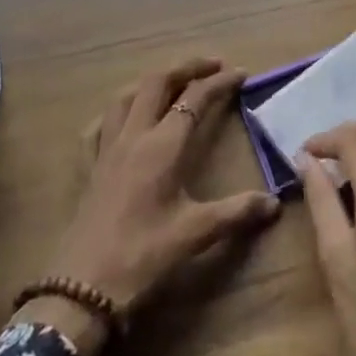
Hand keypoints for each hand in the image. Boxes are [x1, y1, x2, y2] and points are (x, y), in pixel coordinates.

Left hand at [21, 58, 279, 355]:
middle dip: (186, 68)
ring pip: (127, 96)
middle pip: (157, 83)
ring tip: (172, 84)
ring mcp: (107, 149)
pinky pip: (100, 125)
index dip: (219, 82)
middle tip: (211, 66)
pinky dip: (117, 112)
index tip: (241, 73)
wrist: (82, 289)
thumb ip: (236, 213)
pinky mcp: (90, 168)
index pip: (195, 99)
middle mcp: (134, 136)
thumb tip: (274, 203)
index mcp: (162, 146)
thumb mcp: (195, 235)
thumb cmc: (142, 257)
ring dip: (152, 82)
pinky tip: (123, 118)